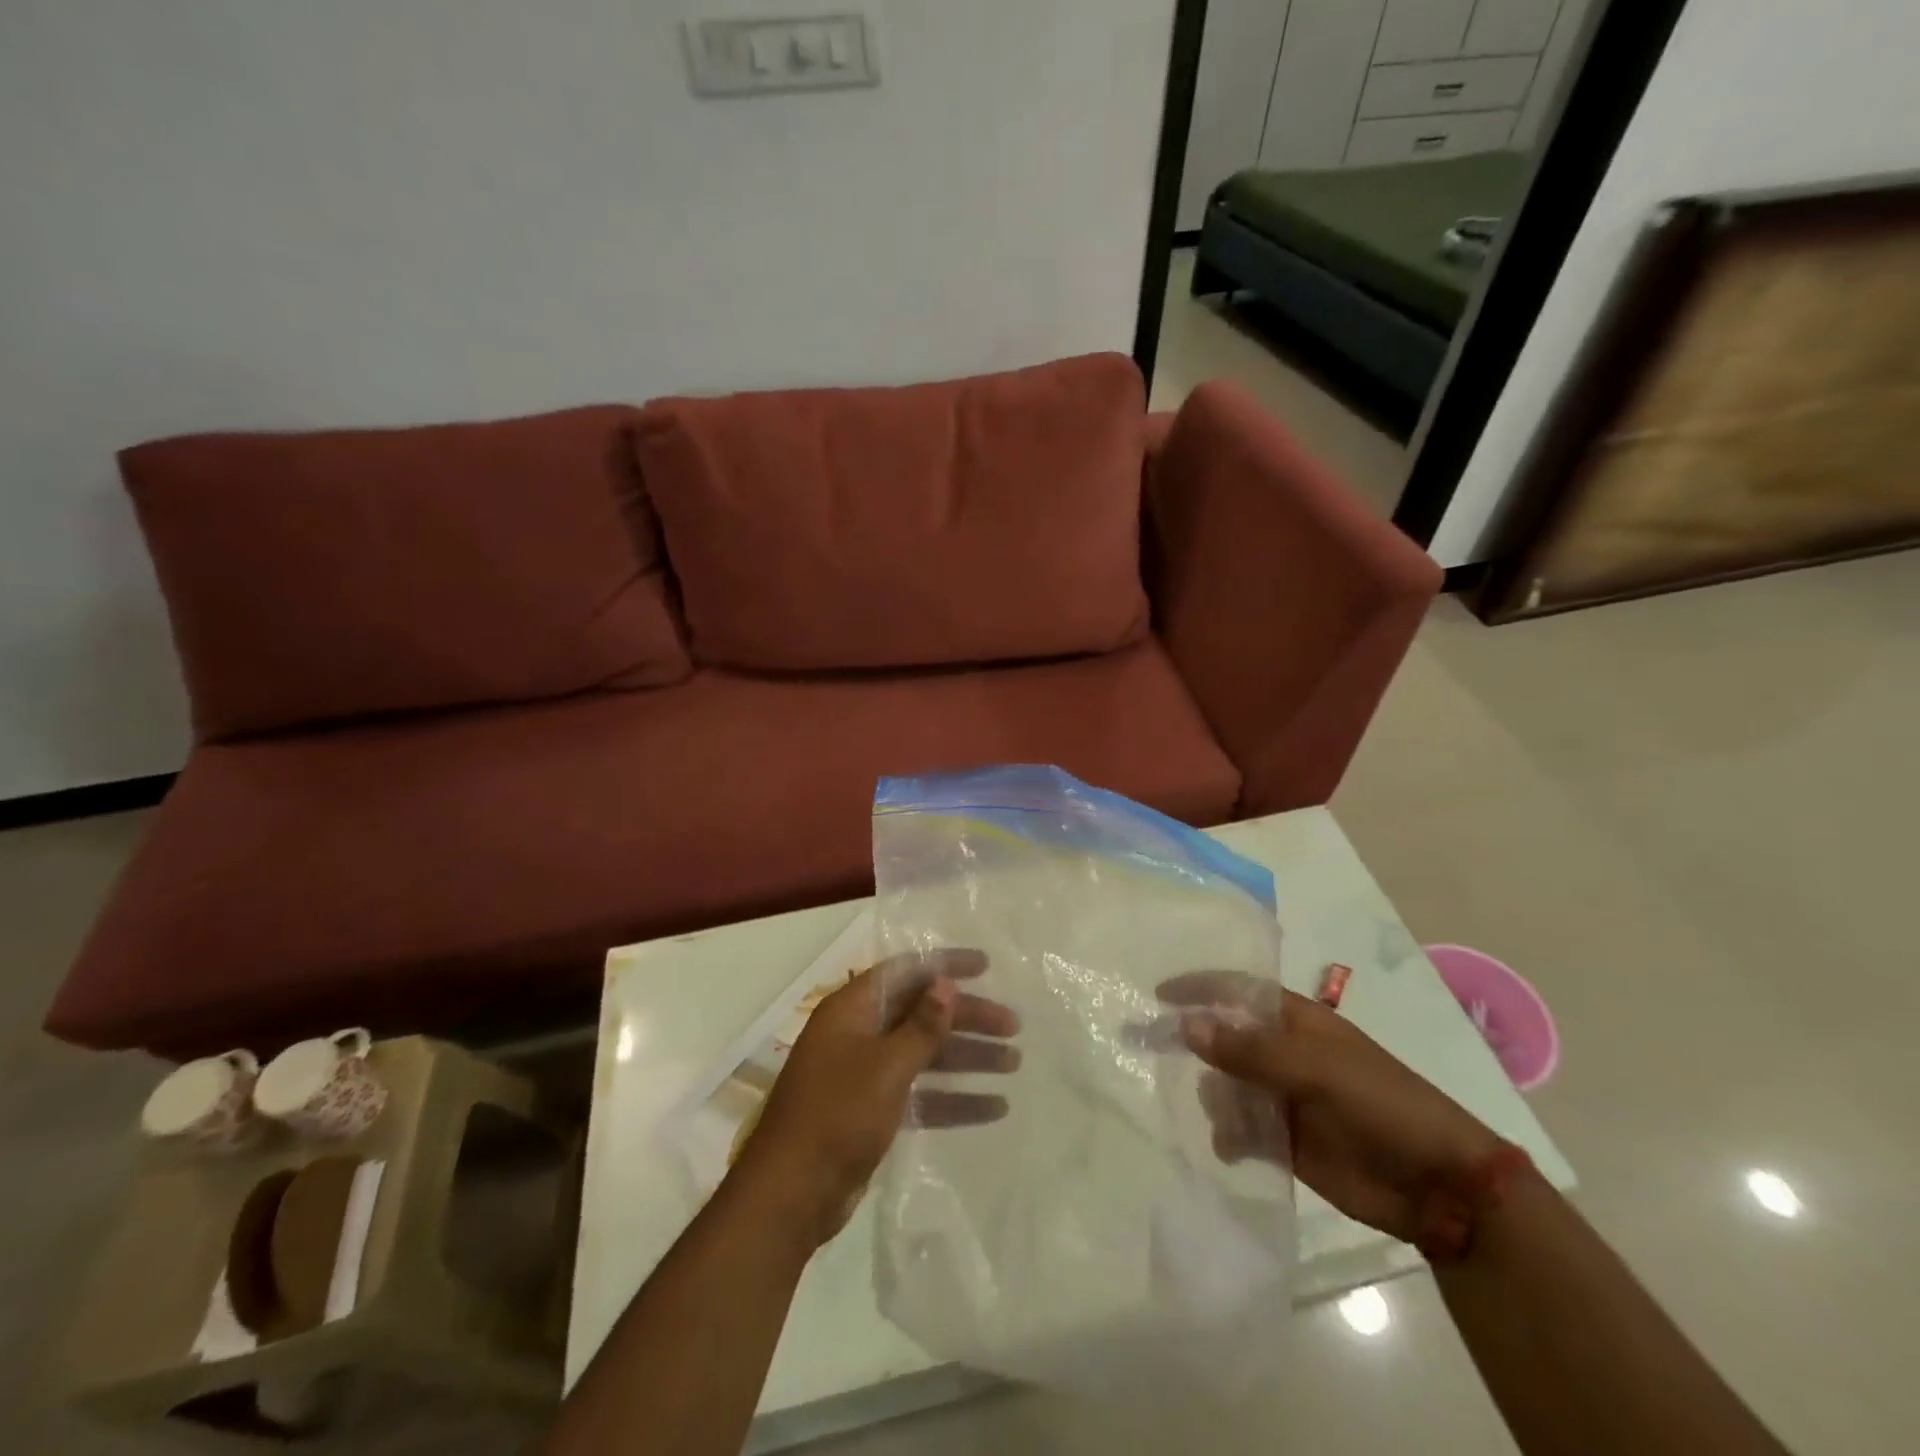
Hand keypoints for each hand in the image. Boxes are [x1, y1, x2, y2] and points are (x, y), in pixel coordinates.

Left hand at [739, 949, 1018, 1247]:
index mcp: (853, 1009)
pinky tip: (994, 1107)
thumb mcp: (886, 1065)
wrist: (791, 1195)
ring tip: (1014, 1063)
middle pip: (922, 1013)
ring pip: (925, 1055)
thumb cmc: (838, 1114)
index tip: (986, 967)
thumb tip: (946, 983)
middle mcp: (860, 1033)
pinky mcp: (873, 1112)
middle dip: (967, 1018)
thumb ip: (922, 1025)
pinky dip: (953, 1099)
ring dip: (967, 1058)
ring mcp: (866, 1074)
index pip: (906, 972)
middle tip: (1013, 1026)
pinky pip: (920, 1094)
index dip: (945, 965)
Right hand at [1158, 972, 1501, 1244]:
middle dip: (1193, 1045)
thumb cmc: (1381, 1104)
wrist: (1438, 1185)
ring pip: (1225, 1086)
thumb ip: (1249, 1051)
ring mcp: (1282, 1098)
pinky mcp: (1284, 1142)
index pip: (1237, 991)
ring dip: (1216, 1097)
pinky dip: (1228, 1136)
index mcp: (1295, 1022)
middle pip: (1223, 1039)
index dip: (1198, 988)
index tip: (1158, 995)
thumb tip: (1186, 1027)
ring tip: (1228, 1117)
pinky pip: (1239, 1130)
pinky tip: (1232, 1148)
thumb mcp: (1316, 1069)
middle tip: (1155, 1053)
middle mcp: (1283, 1054)